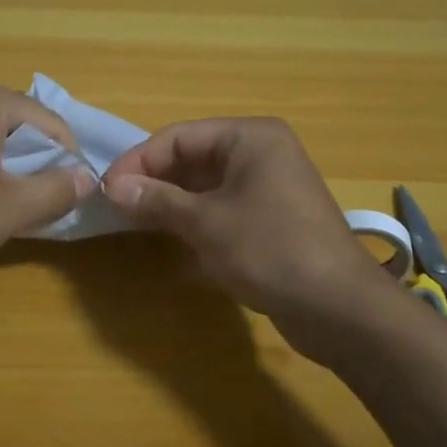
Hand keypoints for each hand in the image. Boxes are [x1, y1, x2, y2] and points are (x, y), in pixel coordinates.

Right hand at [102, 118, 395, 355]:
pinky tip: (168, 239)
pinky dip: (193, 220)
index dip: (138, 161)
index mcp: (249, 138)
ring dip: (169, 202)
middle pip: (191, 158)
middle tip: (115, 208)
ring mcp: (267, 187)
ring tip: (132, 222)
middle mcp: (260, 153)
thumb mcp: (206, 223)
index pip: (178, 137)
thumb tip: (113, 187)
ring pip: (204, 186)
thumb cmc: (270, 251)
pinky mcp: (269, 219)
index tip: (106, 190)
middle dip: (153, 181)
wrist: (340, 309)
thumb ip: (157, 201)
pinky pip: (220, 208)